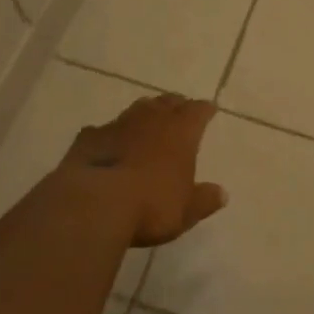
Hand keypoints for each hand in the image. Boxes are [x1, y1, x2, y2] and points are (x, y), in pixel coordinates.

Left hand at [61, 92, 227, 246]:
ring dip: (145, 113)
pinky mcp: (90, 137)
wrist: (95, 203)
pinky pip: (105, 130)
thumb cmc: (151, 206)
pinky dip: (111, 134)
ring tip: (149, 119)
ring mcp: (119, 124)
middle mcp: (152, 119)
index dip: (204, 110)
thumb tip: (222, 193)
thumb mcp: (186, 211)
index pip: (198, 111)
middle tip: (180, 109)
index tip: (209, 109)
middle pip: (168, 102)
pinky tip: (109, 142)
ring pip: (137, 109)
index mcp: (181, 132)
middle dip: (176, 105)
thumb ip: (204, 200)